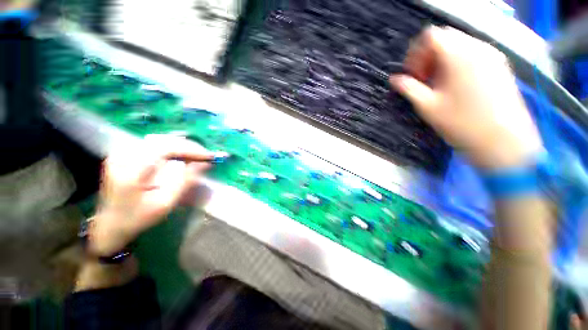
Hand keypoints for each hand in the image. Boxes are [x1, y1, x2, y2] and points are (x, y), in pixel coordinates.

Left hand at [88, 134, 213, 256]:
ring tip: (198, 156)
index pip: (165, 149)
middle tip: (207, 156)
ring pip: (160, 141)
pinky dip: (173, 148)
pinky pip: (155, 145)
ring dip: (182, 147)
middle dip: (189, 147)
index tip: (210, 156)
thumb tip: (204, 164)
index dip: (190, 150)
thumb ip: (184, 181)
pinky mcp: (126, 154)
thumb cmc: (138, 218)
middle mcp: (124, 155)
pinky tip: (183, 156)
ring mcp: (123, 152)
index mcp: (130, 170)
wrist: (110, 224)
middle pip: (164, 141)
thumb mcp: (165, 203)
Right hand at [390, 26, 542, 169]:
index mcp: (458, 55)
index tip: (412, 74)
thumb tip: (394, 79)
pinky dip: (458, 63)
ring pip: (460, 45)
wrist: (504, 141)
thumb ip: (409, 88)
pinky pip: (474, 54)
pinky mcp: (500, 65)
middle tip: (423, 79)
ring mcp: (492, 55)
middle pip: (445, 38)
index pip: (431, 36)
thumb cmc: (462, 123)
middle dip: (428, 56)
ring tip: (438, 84)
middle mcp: (477, 48)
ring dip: (443, 60)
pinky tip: (456, 85)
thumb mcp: (428, 107)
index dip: (415, 53)